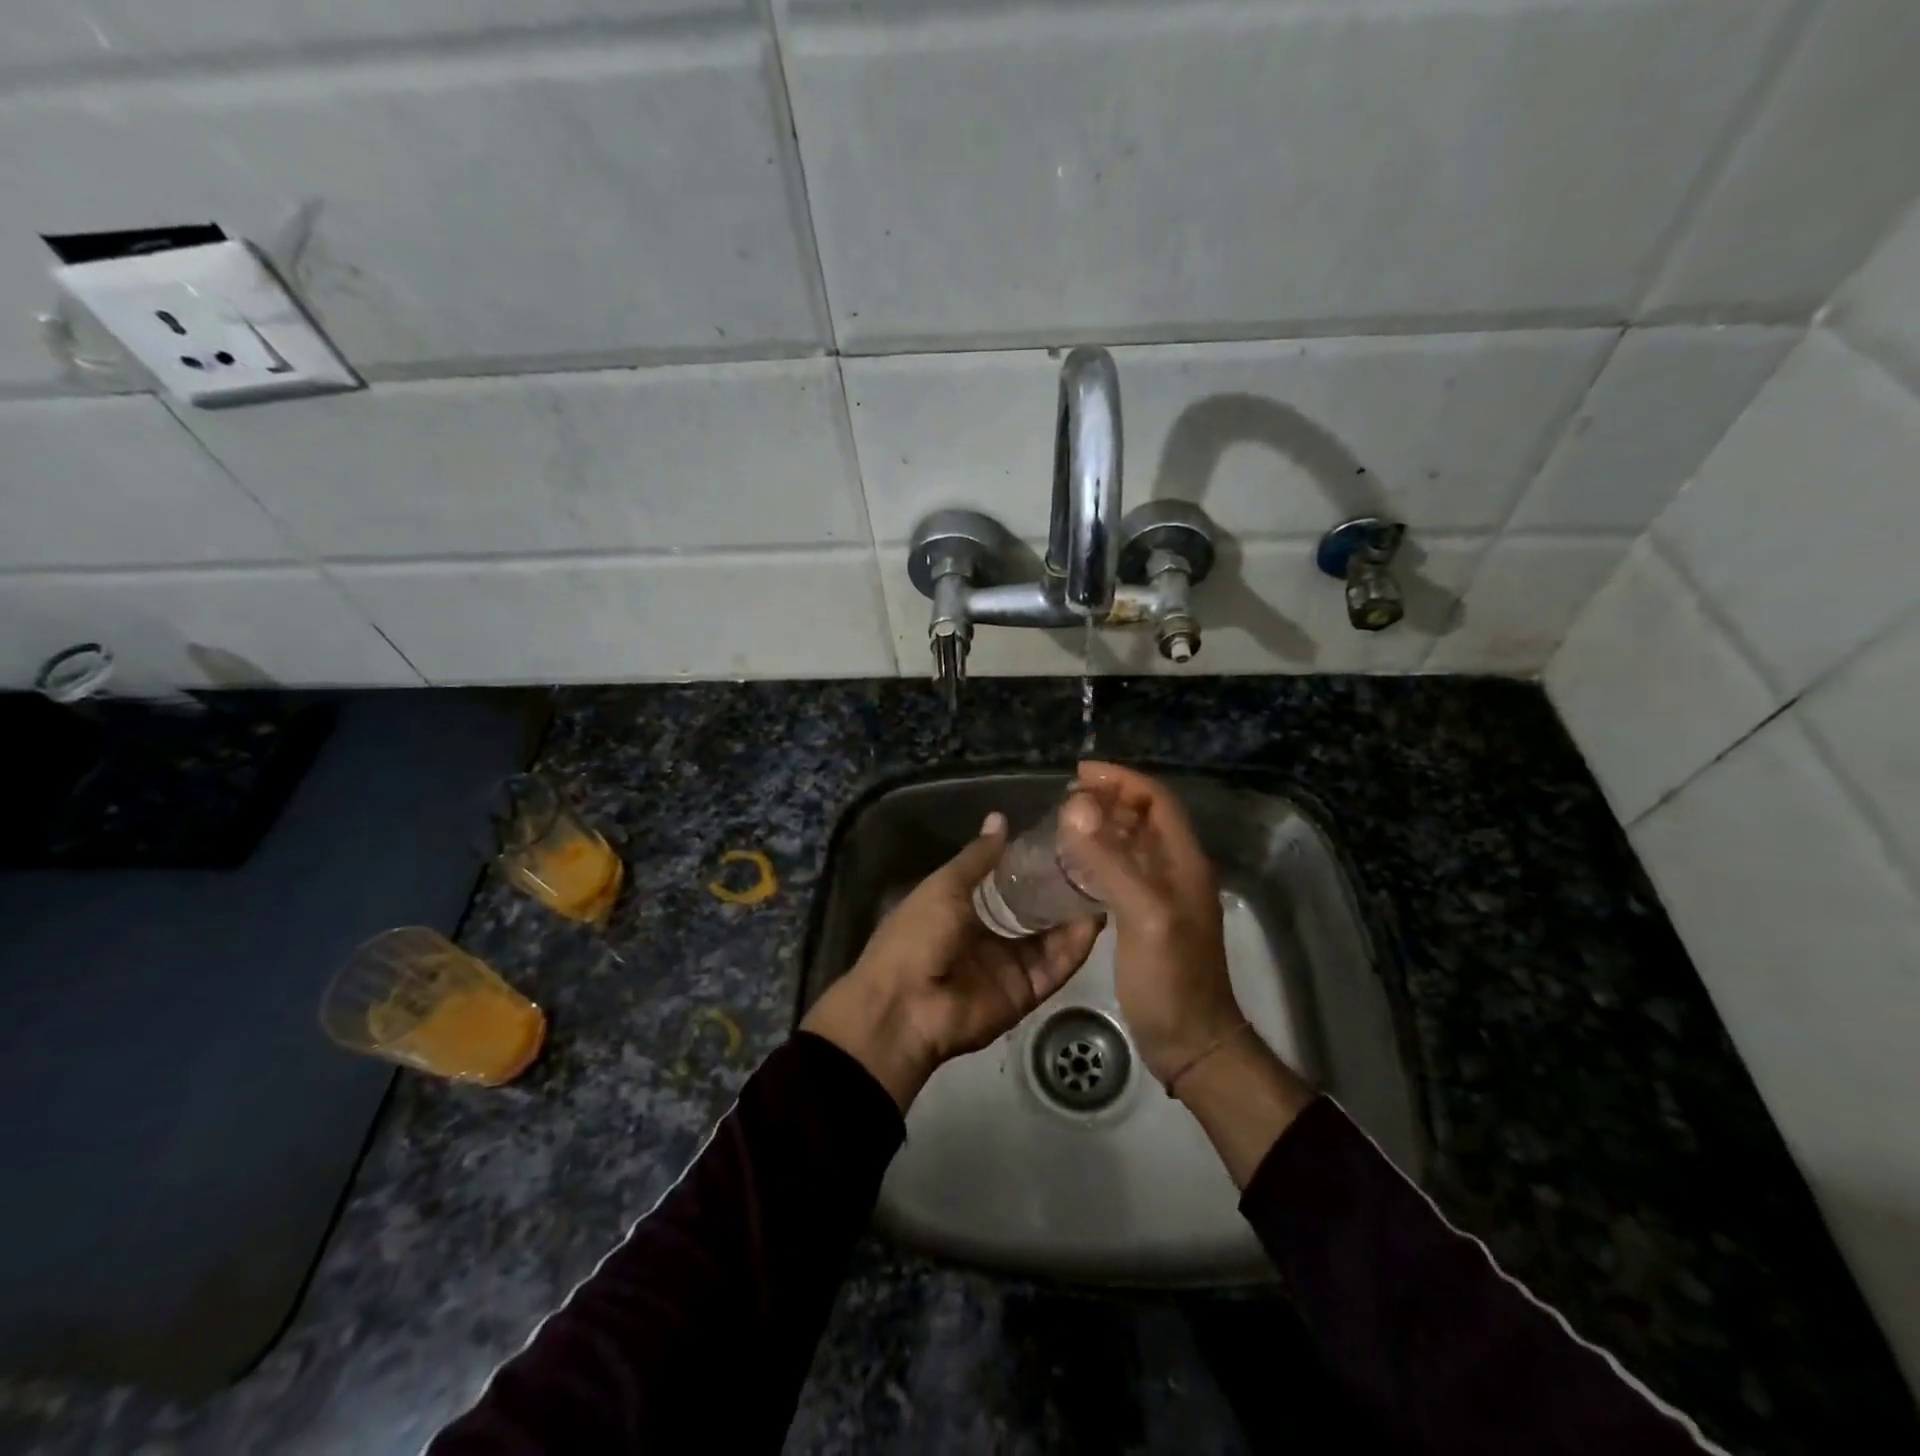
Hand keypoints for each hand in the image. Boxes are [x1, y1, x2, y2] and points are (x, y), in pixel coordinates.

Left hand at [802, 813, 1099, 1109]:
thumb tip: (1000, 818)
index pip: (1009, 882)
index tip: (1066, 840)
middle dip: (1062, 889)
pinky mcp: (1026, 992)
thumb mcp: (945, 886)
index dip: (1035, 863)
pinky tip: (1095, 920)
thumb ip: (978, 857)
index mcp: (965, 908)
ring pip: (1052, 937)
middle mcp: (991, 935)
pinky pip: (1055, 967)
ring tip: (1105, 884)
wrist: (903, 1006)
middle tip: (1097, 860)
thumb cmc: (916, 935)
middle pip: (1036, 911)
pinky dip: (1075, 947)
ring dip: (1075, 915)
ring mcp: (1010, 966)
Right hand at [1056, 762, 1246, 1085]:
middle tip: (1066, 798)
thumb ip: (1110, 862)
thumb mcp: (1142, 916)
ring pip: (1133, 843)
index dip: (1122, 779)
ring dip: (1103, 825)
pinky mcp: (1147, 917)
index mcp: (1185, 862)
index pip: (1157, 800)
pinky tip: (1073, 865)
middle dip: (1109, 798)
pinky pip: (1123, 871)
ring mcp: (1163, 895)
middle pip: (1146, 817)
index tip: (1079, 774)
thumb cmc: (1171, 979)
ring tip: (1064, 822)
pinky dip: (1099, 856)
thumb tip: (1075, 807)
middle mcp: (1177, 871)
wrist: (1191, 1042)